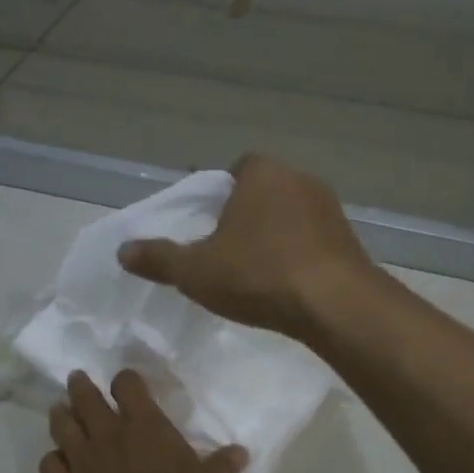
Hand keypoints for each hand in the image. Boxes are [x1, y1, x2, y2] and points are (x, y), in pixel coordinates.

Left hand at [39, 370, 245, 472]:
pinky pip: (49, 465)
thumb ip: (224, 467)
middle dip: (81, 387)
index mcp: (146, 427)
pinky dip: (53, 459)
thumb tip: (238, 452)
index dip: (126, 380)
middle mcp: (109, 436)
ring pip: (62, 427)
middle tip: (78, 380)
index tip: (127, 382)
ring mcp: (81, 463)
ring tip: (60, 410)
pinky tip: (58, 462)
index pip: (128, 386)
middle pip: (86, 398)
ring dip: (61, 415)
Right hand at [117, 154, 374, 339]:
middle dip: (249, 217)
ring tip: (260, 273)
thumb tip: (122, 250)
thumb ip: (159, 259)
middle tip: (230, 253)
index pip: (237, 169)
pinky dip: (302, 256)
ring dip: (278, 237)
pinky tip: (291, 285)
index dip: (221, 196)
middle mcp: (300, 179)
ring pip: (293, 217)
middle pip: (266, 192)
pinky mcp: (351, 239)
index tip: (211, 226)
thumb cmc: (258, 275)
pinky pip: (316, 241)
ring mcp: (331, 208)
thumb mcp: (196, 271)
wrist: (333, 303)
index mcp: (261, 173)